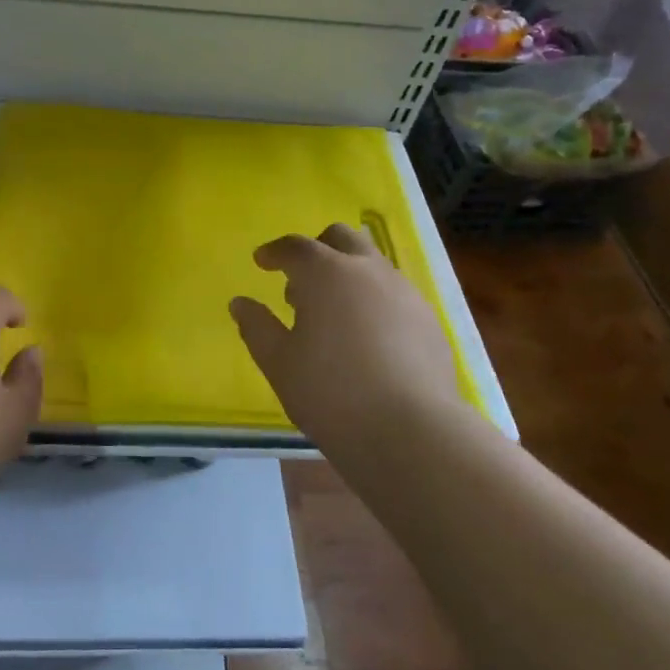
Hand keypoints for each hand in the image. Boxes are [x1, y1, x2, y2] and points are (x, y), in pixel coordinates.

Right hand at [229, 224, 465, 463]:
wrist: (412, 431)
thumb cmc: (332, 392)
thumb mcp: (279, 363)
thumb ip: (257, 327)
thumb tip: (240, 304)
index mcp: (326, 273)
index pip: (295, 247)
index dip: (274, 252)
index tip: (262, 262)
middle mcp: (368, 271)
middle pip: (342, 238)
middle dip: (318, 249)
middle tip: (301, 281)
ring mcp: (405, 293)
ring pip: (372, 265)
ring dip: (348, 275)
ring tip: (333, 315)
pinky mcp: (429, 321)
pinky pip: (395, 295)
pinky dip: (374, 302)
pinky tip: (367, 340)